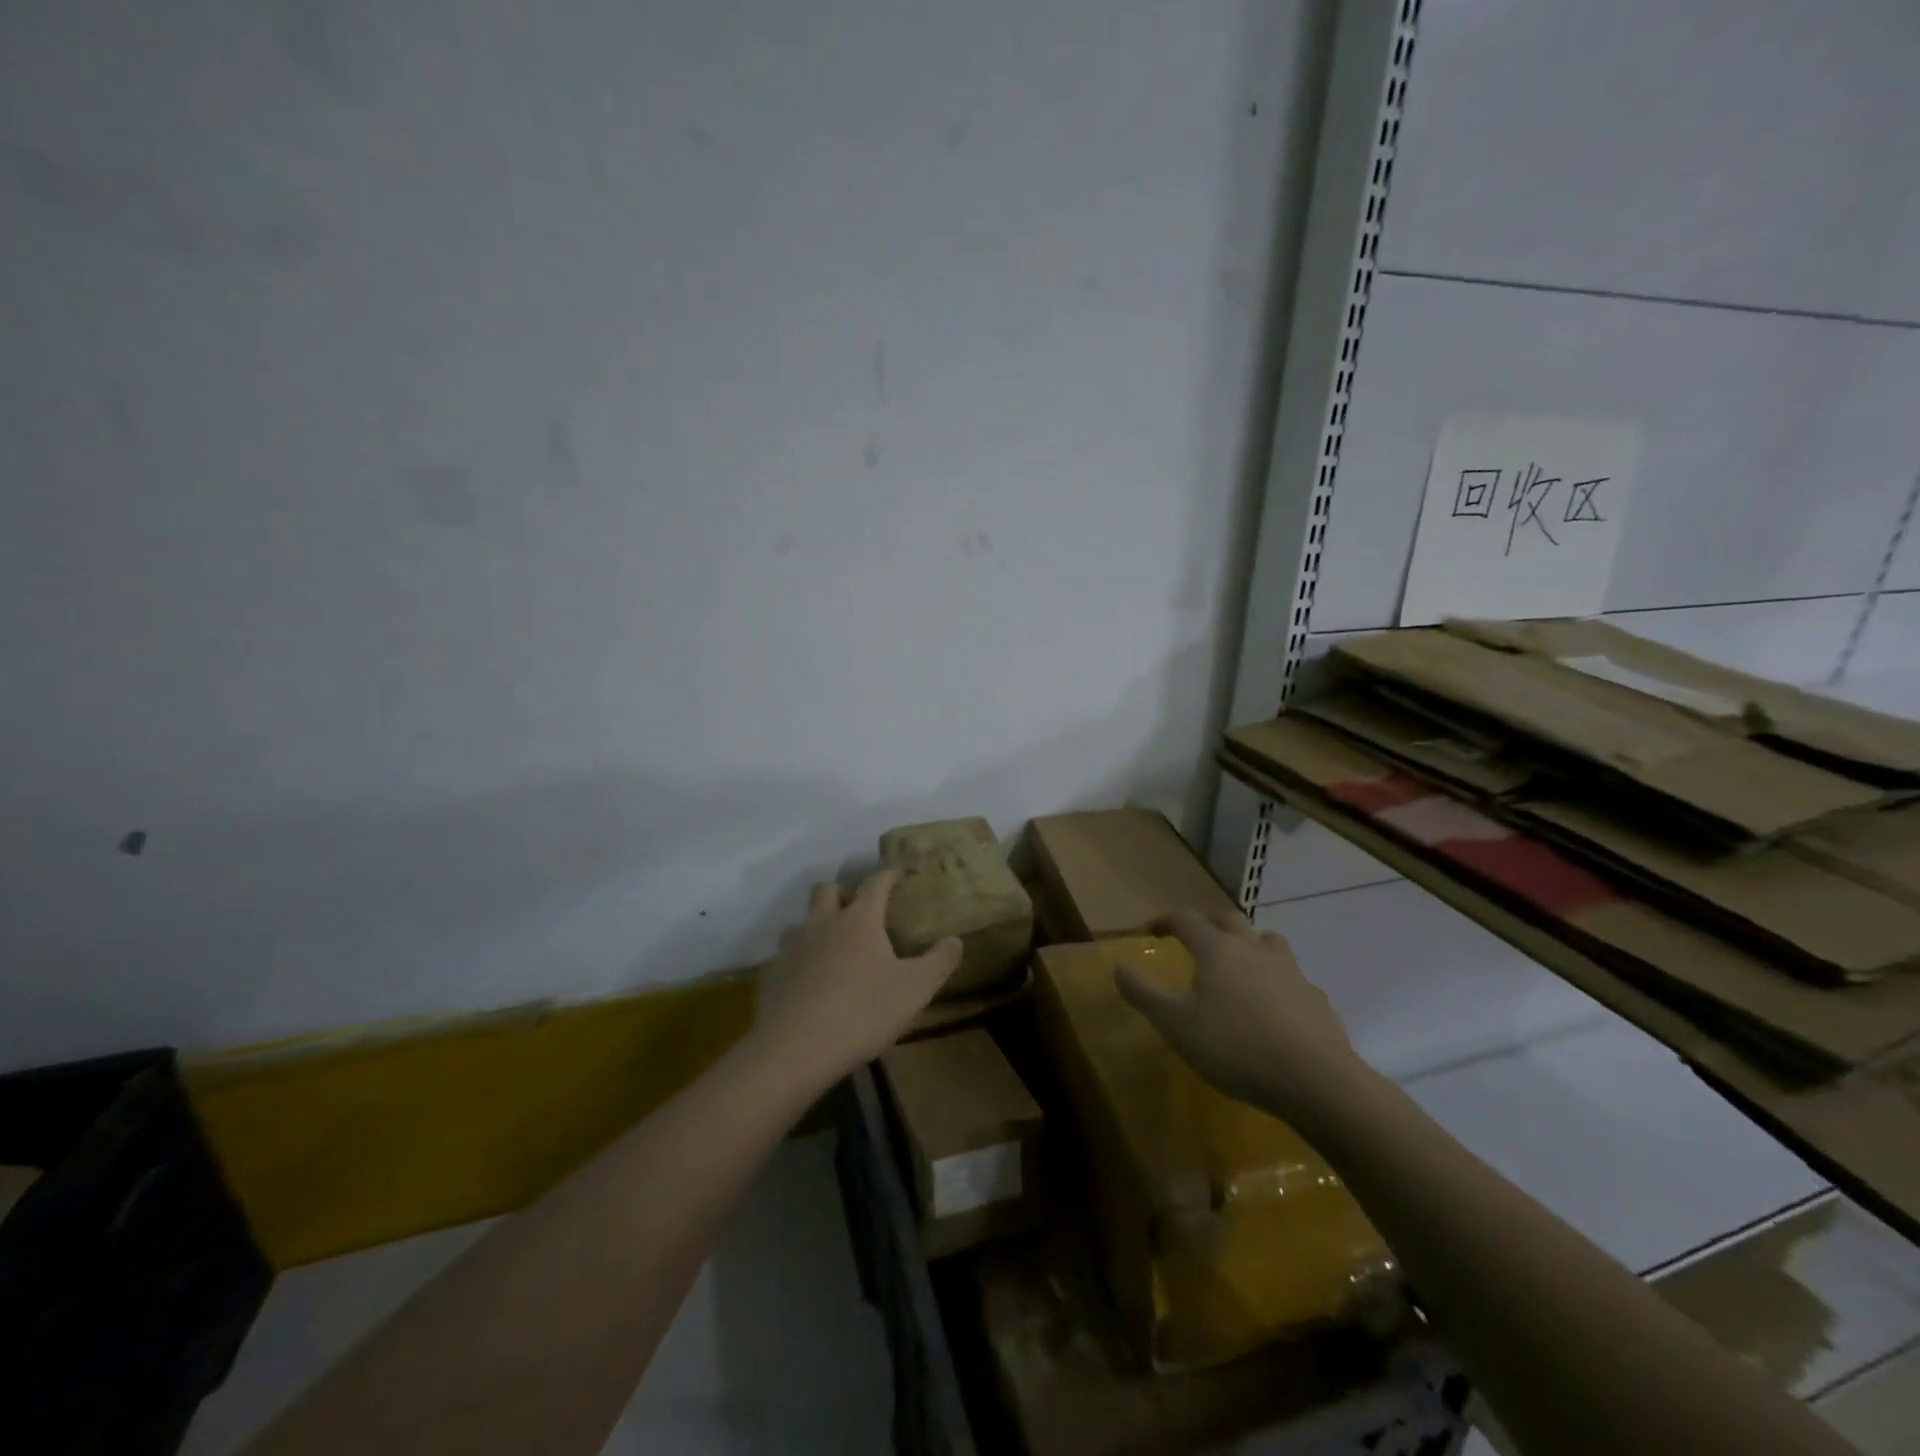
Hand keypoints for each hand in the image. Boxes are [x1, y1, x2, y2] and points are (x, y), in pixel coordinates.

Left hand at [749, 871, 961, 1090]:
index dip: (886, 876)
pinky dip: (798, 960)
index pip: (875, 883)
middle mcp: (824, 923)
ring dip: (816, 925)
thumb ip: (939, 961)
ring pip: (801, 921)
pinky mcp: (772, 974)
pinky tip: (808, 982)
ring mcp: (793, 947)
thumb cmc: (863, 1012)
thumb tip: (955, 940)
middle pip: (827, 890)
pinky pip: (785, 956)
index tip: (895, 876)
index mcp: (860, 919)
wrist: (795, 1049)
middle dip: (842, 892)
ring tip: (830, 946)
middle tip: (857, 910)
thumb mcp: (915, 989)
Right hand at [1115, 911, 1370, 1118]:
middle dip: (1206, 922)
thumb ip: (1143, 993)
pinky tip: (1271, 1006)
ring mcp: (1290, 971)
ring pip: (1265, 941)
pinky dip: (1274, 980)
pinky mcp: (1315, 998)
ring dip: (1246, 943)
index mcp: (1217, 949)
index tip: (1149, 930)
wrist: (1317, 1081)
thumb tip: (1118, 965)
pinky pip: (1290, 977)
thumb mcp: (1175, 1024)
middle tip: (1192, 936)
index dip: (1164, 920)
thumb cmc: (1235, 1047)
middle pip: (1228, 919)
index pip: (1185, 919)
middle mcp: (1254, 948)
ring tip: (1236, 963)